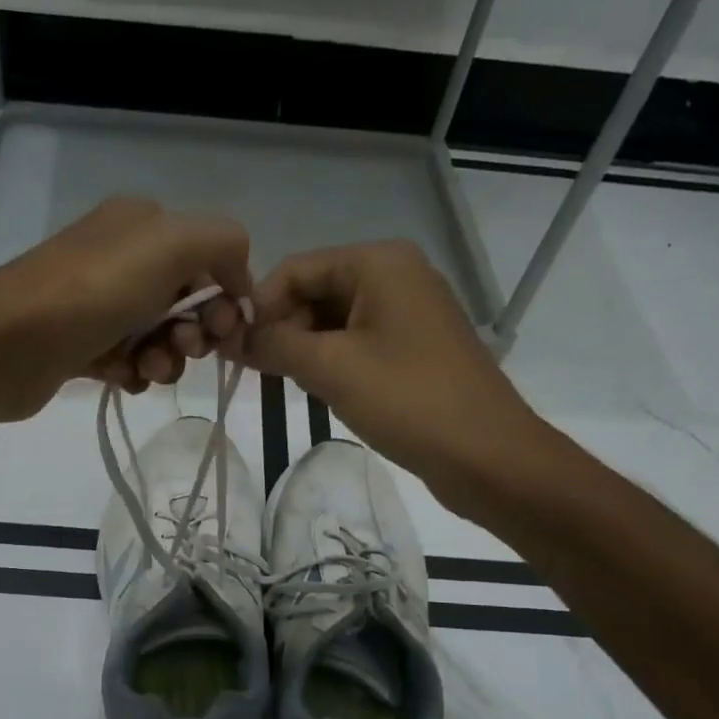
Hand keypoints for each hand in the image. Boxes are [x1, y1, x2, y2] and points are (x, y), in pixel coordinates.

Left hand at [0, 198, 251, 424]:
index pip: (209, 259)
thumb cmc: (95, 291)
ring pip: (160, 338)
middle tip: (183, 350)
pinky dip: (134, 373)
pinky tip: (122, 378)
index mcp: (143, 225)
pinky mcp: (82, 346)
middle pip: (187, 302)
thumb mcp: (172, 244)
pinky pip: (129, 361)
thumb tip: (236, 280)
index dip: (225, 296)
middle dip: (196, 333)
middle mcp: (122, 259)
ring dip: (166, 359)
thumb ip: (224, 243)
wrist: (8, 343)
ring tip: (146, 370)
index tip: (224, 330)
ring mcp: (99, 304)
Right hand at [244, 240, 547, 502]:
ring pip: (335, 320)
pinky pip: (359, 342)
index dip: (260, 306)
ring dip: (305, 349)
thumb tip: (230, 337)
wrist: (488, 455)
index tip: (233, 349)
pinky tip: (320, 390)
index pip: (296, 269)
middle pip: (316, 291)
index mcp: (379, 263)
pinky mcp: (415, 347)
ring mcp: (409, 312)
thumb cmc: (408, 400)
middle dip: (283, 329)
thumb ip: (274, 346)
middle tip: (259, 373)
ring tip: (287, 385)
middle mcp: (396, 275)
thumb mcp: (331, 368)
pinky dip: (332, 361)